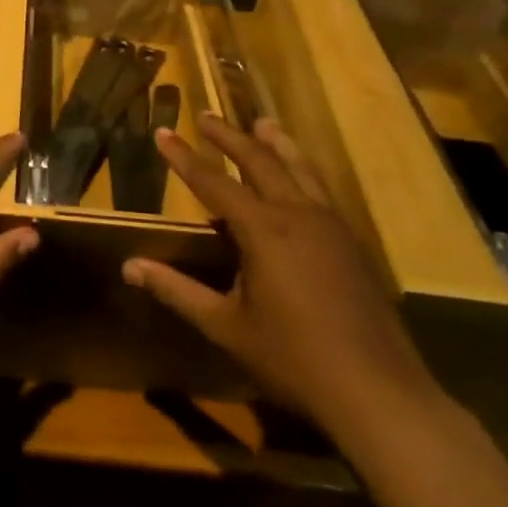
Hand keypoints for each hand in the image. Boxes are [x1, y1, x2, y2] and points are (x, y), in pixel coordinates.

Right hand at [123, 114, 447, 452]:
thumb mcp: (226, 327)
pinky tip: (300, 177)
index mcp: (263, 230)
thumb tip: (130, 266)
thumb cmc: (293, 359)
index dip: (183, 157)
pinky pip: (321, 189)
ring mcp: (331, 224)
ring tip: (261, 123)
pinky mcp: (352, 241)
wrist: (378, 391)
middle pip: (260, 160)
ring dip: (275, 143)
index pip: (213, 181)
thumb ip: (177, 291)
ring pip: (299, 167)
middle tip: (205, 115)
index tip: (161, 132)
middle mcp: (298, 213)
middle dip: (229, 136)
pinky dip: (302, 169)